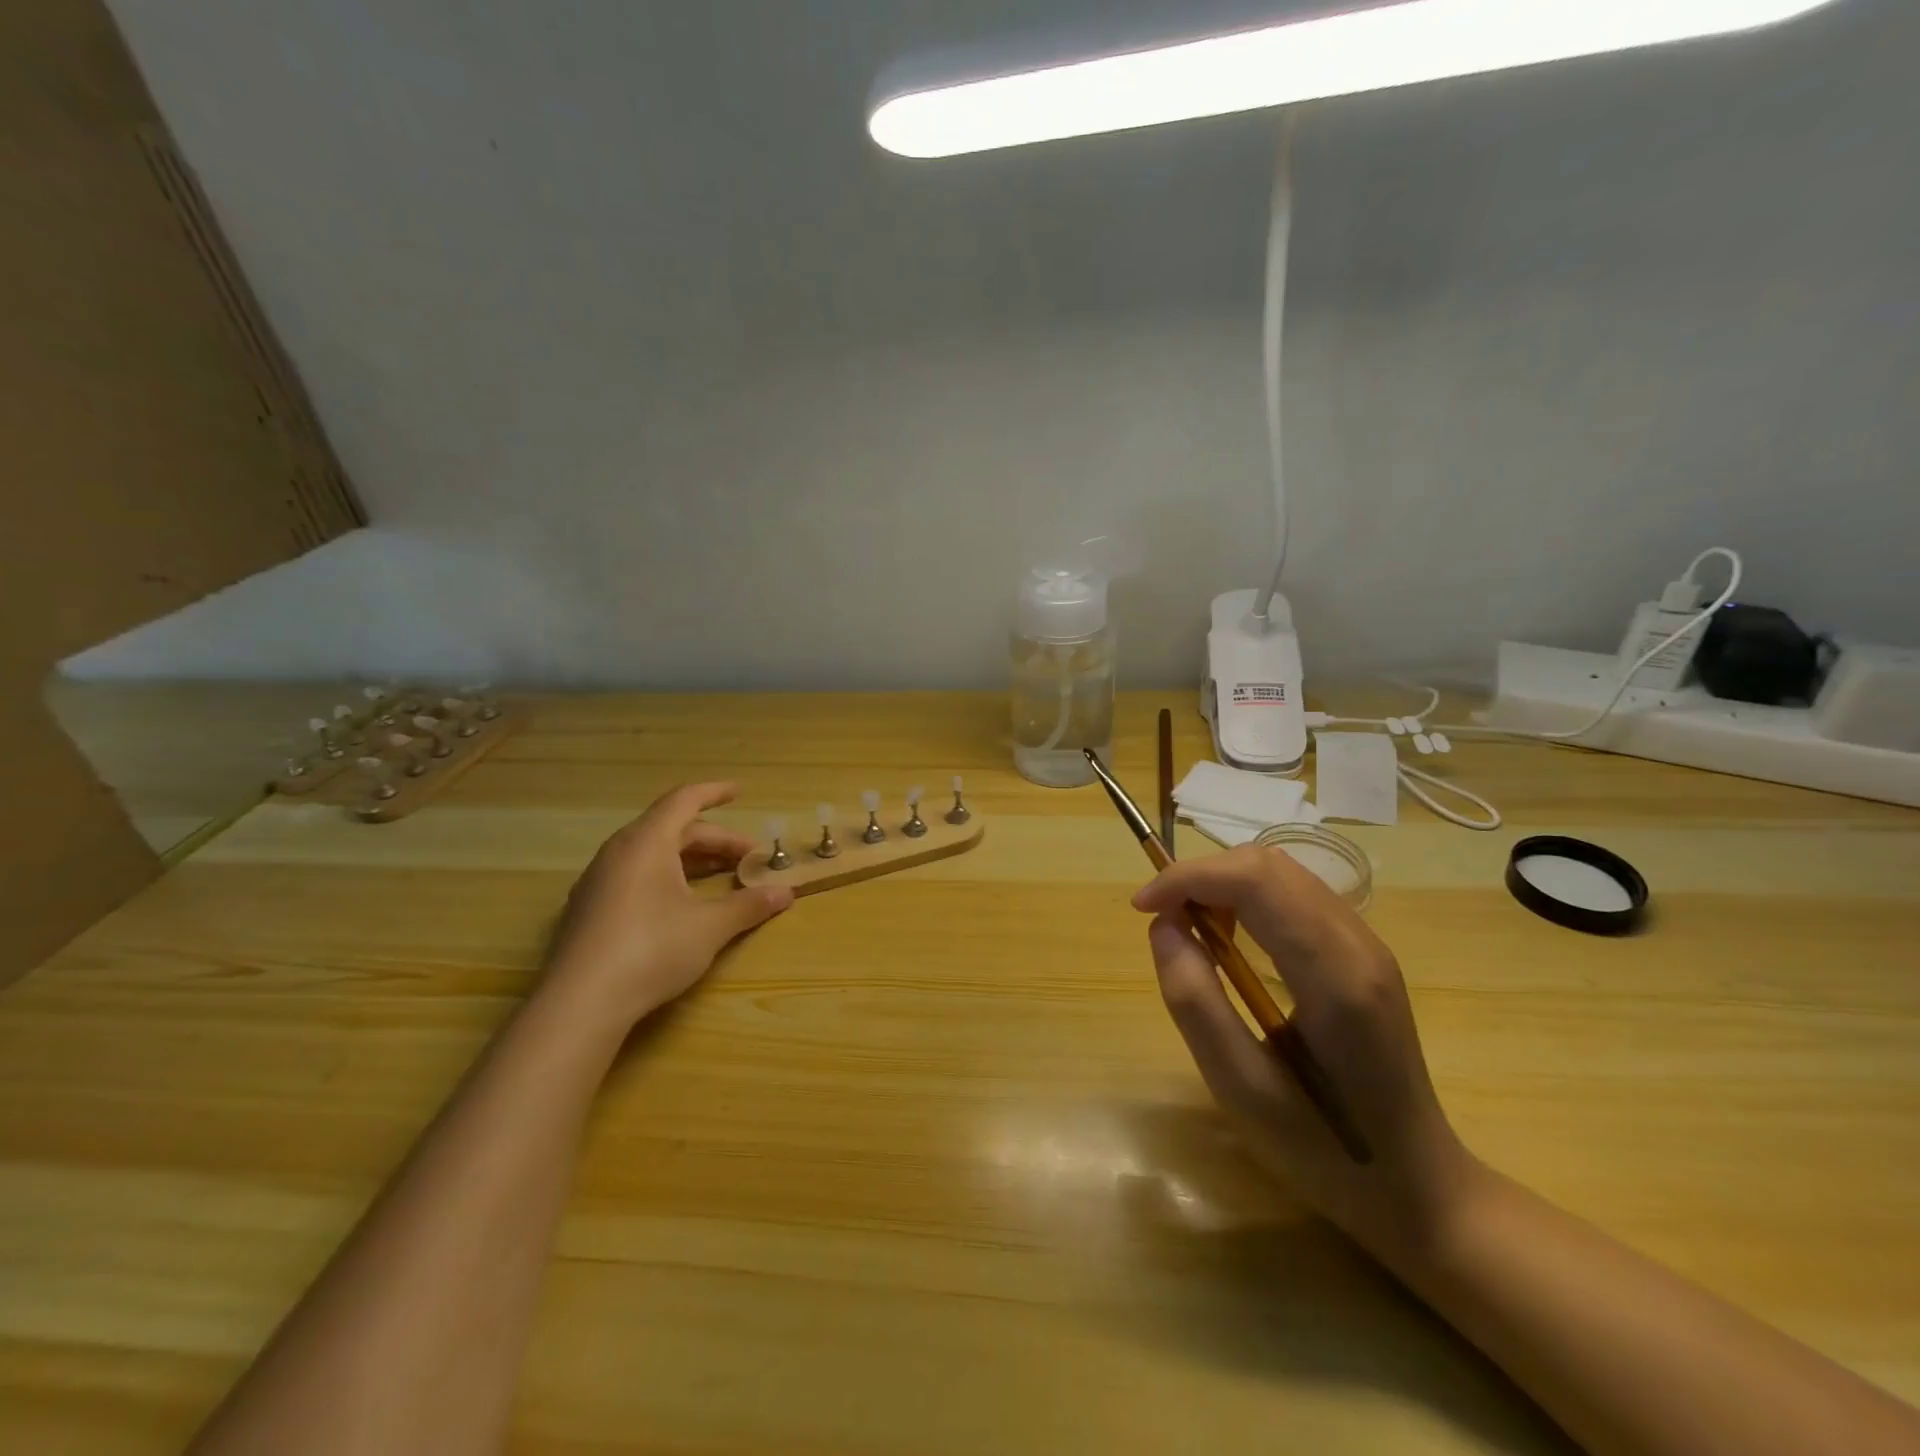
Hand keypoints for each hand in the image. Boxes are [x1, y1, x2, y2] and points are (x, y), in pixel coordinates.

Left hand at [544, 783, 792, 1024]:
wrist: (579, 1005)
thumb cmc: (651, 950)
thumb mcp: (710, 927)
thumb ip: (748, 905)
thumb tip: (785, 893)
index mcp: (646, 842)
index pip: (684, 800)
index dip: (715, 793)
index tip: (741, 791)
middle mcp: (618, 852)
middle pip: (672, 829)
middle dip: (714, 839)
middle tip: (748, 858)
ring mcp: (598, 881)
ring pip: (651, 853)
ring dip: (691, 859)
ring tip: (720, 876)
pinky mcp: (588, 909)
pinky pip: (634, 874)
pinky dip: (666, 876)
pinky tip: (681, 903)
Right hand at [1133, 844, 1478, 1257]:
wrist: (1418, 1188)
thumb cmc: (1323, 1150)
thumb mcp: (1240, 1088)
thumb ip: (1196, 1002)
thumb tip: (1164, 927)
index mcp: (1334, 976)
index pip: (1256, 881)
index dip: (1188, 878)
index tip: (1142, 908)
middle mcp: (1358, 944)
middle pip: (1269, 865)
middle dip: (1203, 876)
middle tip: (1164, 920)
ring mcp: (1367, 945)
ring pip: (1282, 873)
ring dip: (1224, 885)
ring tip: (1193, 934)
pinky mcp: (1362, 954)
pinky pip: (1295, 896)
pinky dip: (1248, 900)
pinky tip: (1231, 944)